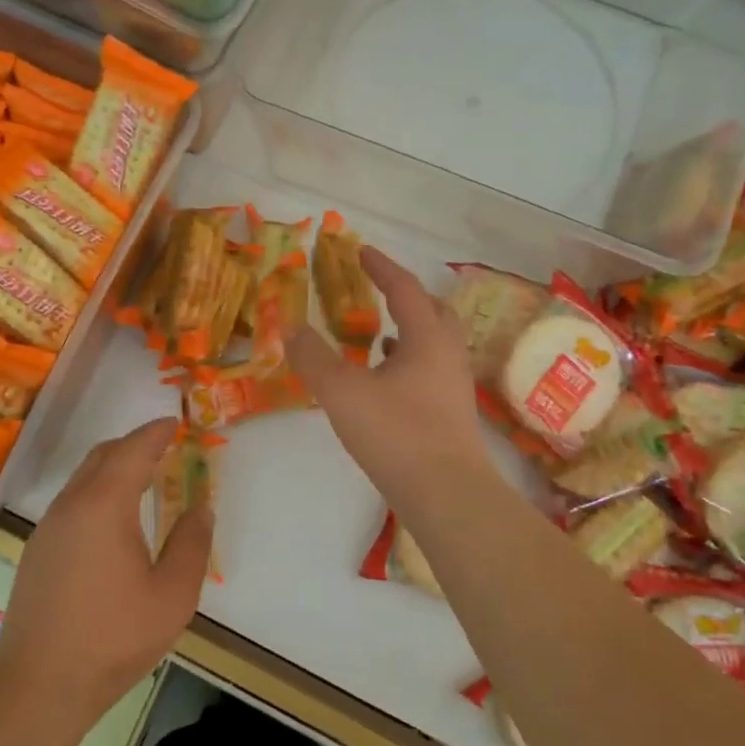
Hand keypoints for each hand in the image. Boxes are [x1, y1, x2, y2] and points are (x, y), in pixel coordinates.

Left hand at [0, 418, 211, 721]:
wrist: (38, 684)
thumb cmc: (113, 637)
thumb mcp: (172, 596)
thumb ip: (192, 544)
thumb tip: (201, 507)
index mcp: (104, 505)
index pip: (132, 450)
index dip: (155, 432)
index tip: (174, 422)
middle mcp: (71, 504)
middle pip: (103, 455)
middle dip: (134, 444)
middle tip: (164, 448)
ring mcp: (49, 526)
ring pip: (84, 477)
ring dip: (114, 468)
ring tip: (144, 481)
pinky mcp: (38, 549)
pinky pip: (72, 501)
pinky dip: (98, 491)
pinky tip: (114, 521)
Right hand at [285, 246, 494, 504]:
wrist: (447, 494)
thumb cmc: (396, 433)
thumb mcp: (342, 393)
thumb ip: (313, 358)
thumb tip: (290, 327)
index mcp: (426, 338)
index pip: (404, 289)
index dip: (381, 267)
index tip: (360, 251)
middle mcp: (447, 355)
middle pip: (432, 311)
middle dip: (405, 296)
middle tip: (378, 291)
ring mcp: (454, 386)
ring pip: (434, 343)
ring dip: (408, 331)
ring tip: (378, 335)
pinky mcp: (451, 414)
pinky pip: (431, 371)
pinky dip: (408, 362)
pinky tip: (386, 382)